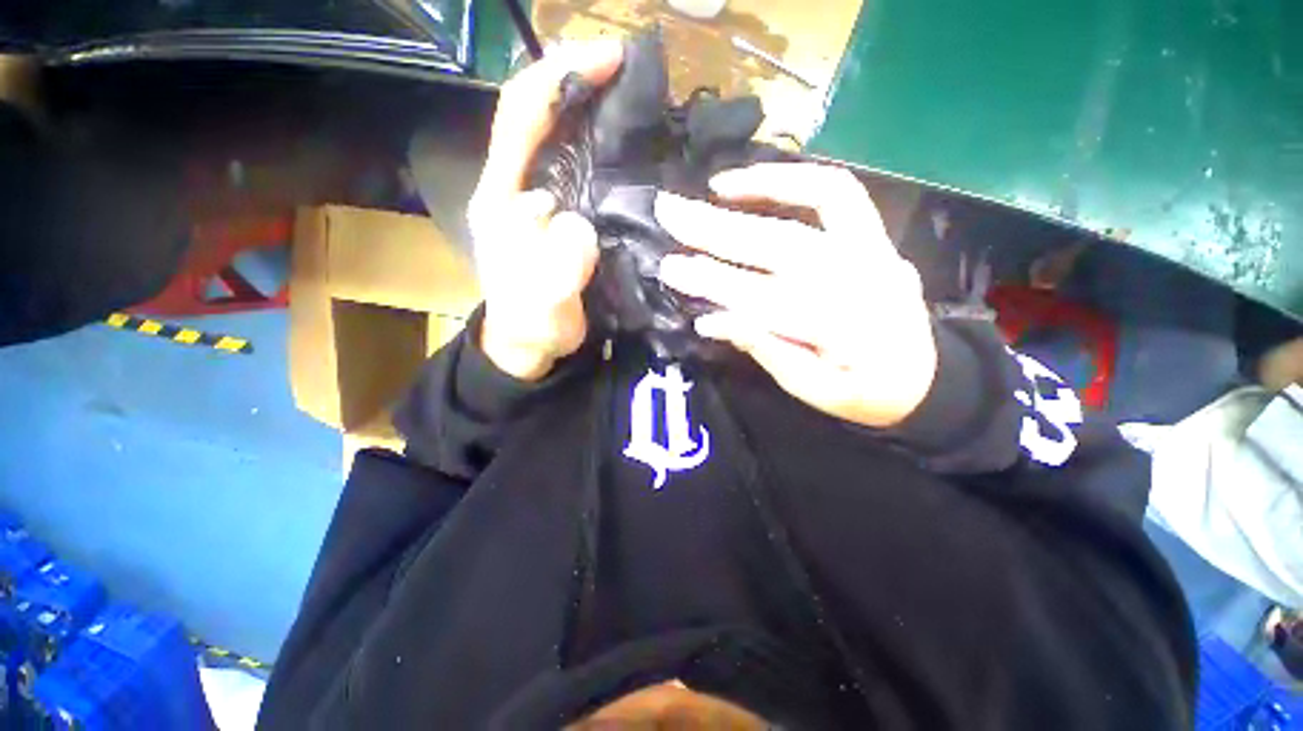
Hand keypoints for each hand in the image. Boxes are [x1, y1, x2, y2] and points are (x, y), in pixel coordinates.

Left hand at [466, 40, 623, 380]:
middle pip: (542, 115)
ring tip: (639, 104)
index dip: (560, 78)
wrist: (531, 343)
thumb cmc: (531, 325)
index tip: (609, 58)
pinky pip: (583, 173)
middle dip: (581, 82)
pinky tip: (632, 153)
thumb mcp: (539, 305)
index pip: (520, 117)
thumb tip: (580, 227)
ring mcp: (542, 200)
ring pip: (564, 140)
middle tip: (633, 74)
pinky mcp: (563, 216)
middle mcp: (518, 187)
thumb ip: (555, 267)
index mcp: (501, 198)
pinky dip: (605, 152)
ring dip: (595, 112)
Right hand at [655, 163, 936, 427]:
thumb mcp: (812, 391)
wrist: (922, 378)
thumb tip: (711, 320)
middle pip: (780, 245)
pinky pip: (838, 192)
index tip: (671, 271)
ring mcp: (872, 249)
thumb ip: (766, 352)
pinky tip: (758, 183)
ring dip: (757, 190)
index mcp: (844, 329)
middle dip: (717, 229)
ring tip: (710, 188)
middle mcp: (861, 278)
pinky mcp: (873, 235)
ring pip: (811, 206)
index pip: (764, 300)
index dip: (714, 283)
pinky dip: (793, 179)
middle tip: (669, 211)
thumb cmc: (861, 393)